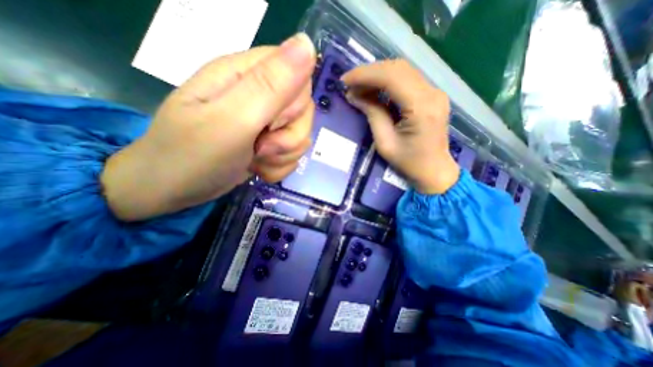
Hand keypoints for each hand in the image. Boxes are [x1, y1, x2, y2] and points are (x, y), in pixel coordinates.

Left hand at [100, 33, 317, 219]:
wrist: (173, 190)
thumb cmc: (194, 155)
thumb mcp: (231, 119)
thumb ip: (270, 85)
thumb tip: (307, 44)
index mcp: (247, 75)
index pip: (298, 74)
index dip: (293, 104)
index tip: (270, 123)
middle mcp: (261, 95)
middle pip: (304, 110)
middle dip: (290, 136)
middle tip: (261, 147)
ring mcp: (266, 123)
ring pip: (301, 135)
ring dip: (284, 155)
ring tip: (257, 160)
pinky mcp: (269, 144)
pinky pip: (292, 154)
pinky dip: (280, 166)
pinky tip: (259, 169)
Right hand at [343, 59, 458, 195]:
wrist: (434, 171)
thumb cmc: (409, 163)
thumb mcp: (385, 143)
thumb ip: (372, 114)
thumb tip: (354, 95)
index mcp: (421, 107)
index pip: (391, 77)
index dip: (365, 74)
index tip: (345, 80)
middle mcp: (432, 93)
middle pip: (397, 68)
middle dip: (370, 73)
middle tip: (350, 84)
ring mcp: (435, 92)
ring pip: (402, 71)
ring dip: (377, 76)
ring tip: (359, 88)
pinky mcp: (432, 95)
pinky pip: (407, 80)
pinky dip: (387, 82)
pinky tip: (374, 91)